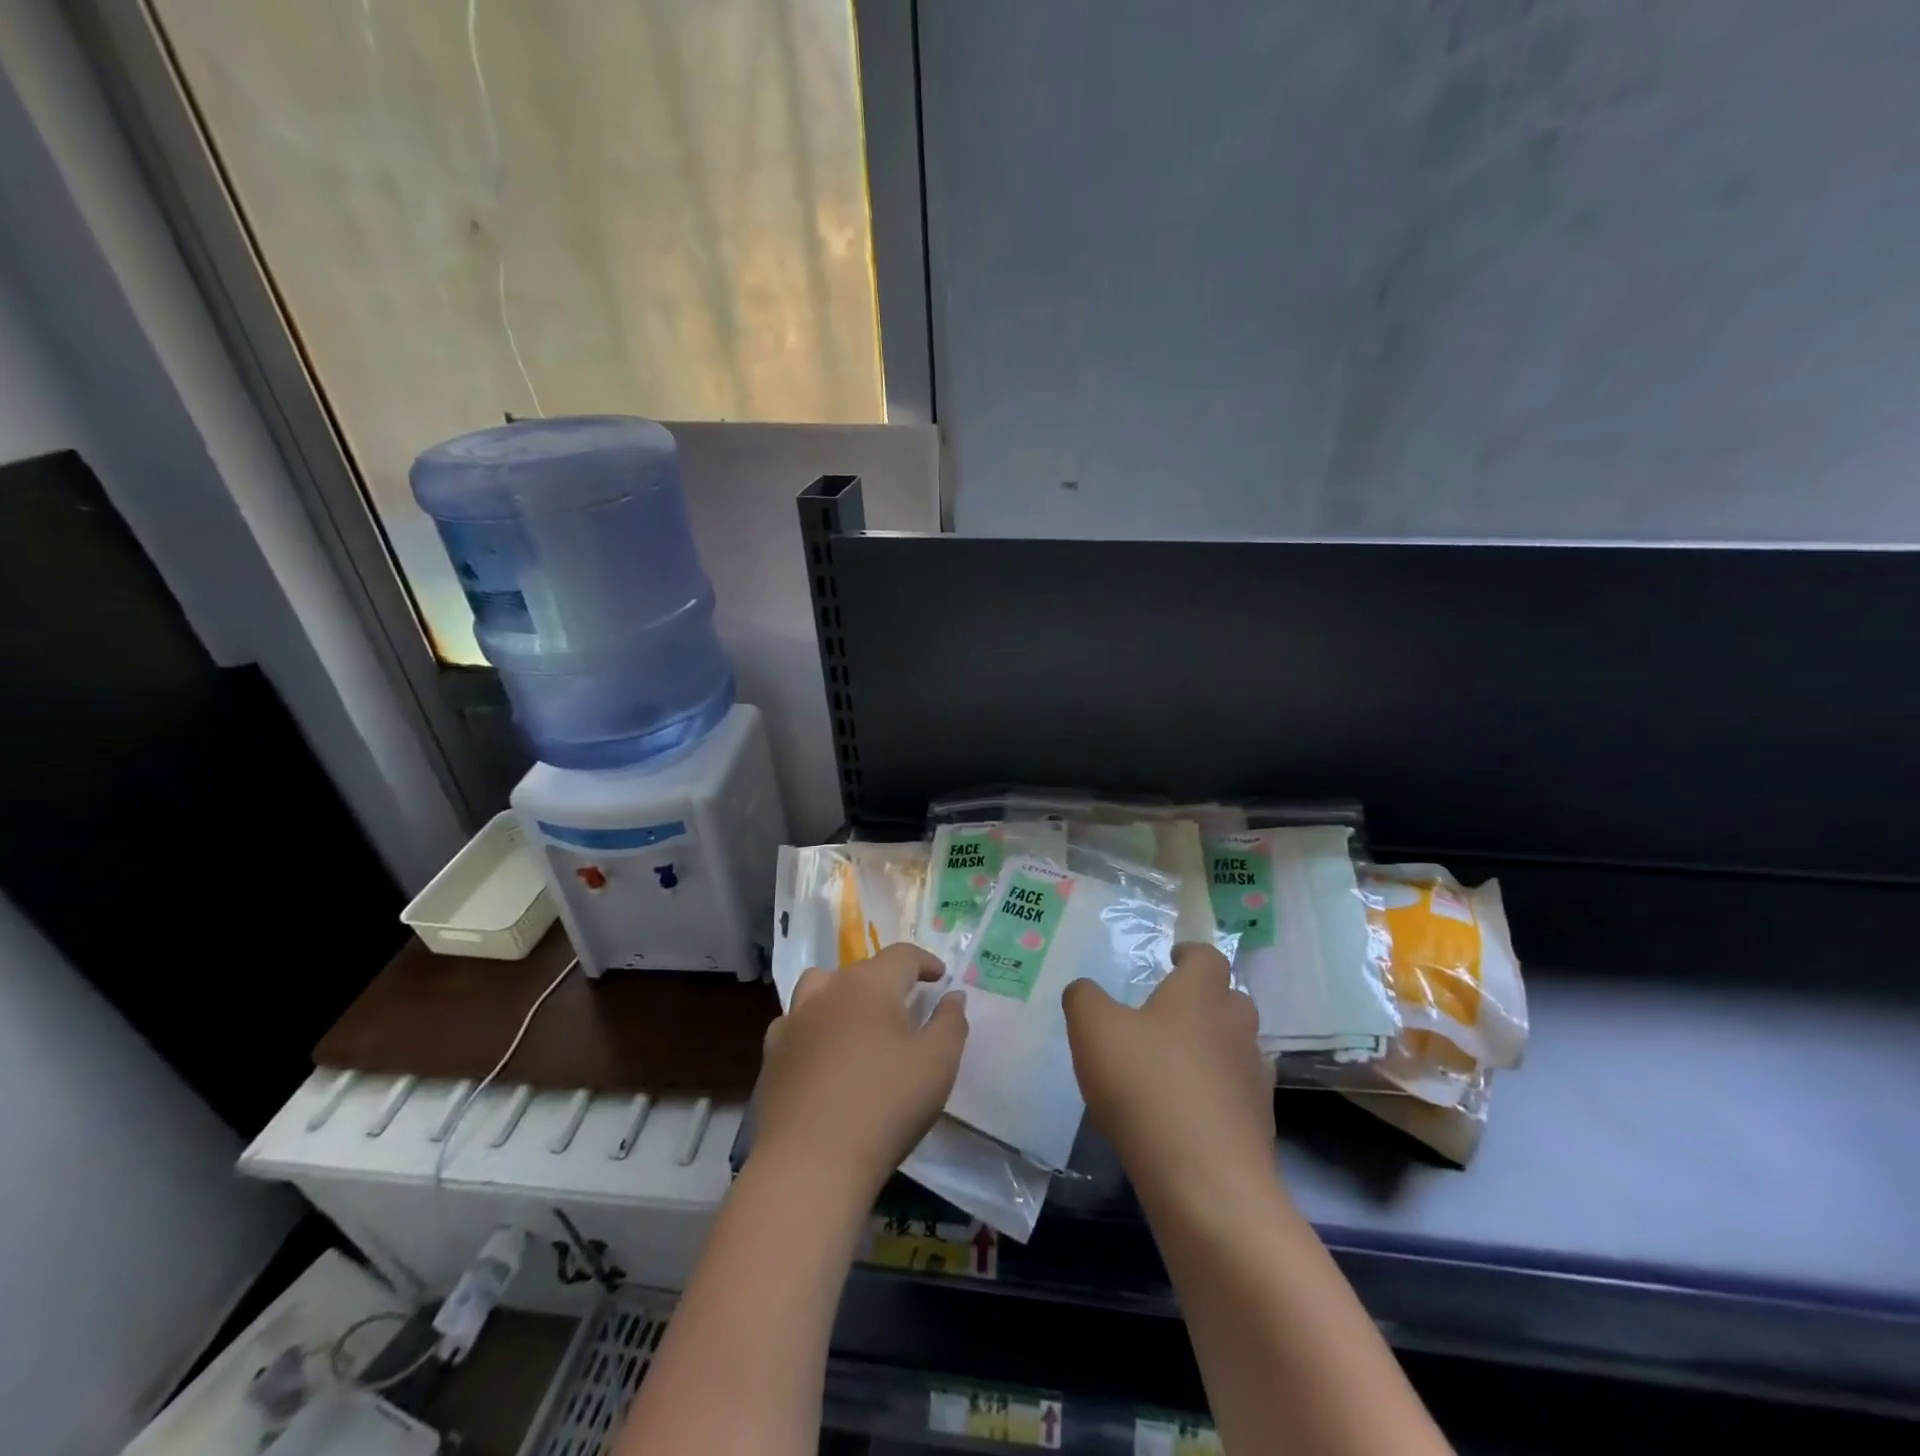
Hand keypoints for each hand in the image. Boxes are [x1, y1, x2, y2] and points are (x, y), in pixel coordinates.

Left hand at [754, 943, 967, 1198]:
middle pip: (860, 970)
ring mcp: (793, 1022)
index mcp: (869, 984)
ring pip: (820, 989)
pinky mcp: (771, 1057)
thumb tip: (953, 996)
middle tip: (905, 1006)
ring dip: (842, 996)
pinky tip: (823, 1055)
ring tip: (858, 1022)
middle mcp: (827, 991)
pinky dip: (814, 1029)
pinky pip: (796, 1026)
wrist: (810, 1163)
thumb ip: (951, 1022)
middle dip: (886, 981)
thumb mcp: (938, 1063)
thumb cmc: (885, 1105)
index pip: (901, 956)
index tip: (940, 977)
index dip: (925, 962)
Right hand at [1064, 943, 1276, 1205]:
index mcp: (1201, 994)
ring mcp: (1254, 1077)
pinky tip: (1184, 1114)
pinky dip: (1216, 1095)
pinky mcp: (1260, 1124)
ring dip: (1211, 1049)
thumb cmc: (1146, 1085)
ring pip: (1236, 1048)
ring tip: (1173, 1066)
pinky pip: (1237, 1095)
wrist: (1206, 1181)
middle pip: (1229, 1000)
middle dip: (1203, 1001)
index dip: (1190, 954)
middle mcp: (1236, 1026)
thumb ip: (1084, 998)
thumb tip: (1085, 990)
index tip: (1172, 959)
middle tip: (1167, 1014)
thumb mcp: (1093, 1029)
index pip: (1208, 956)